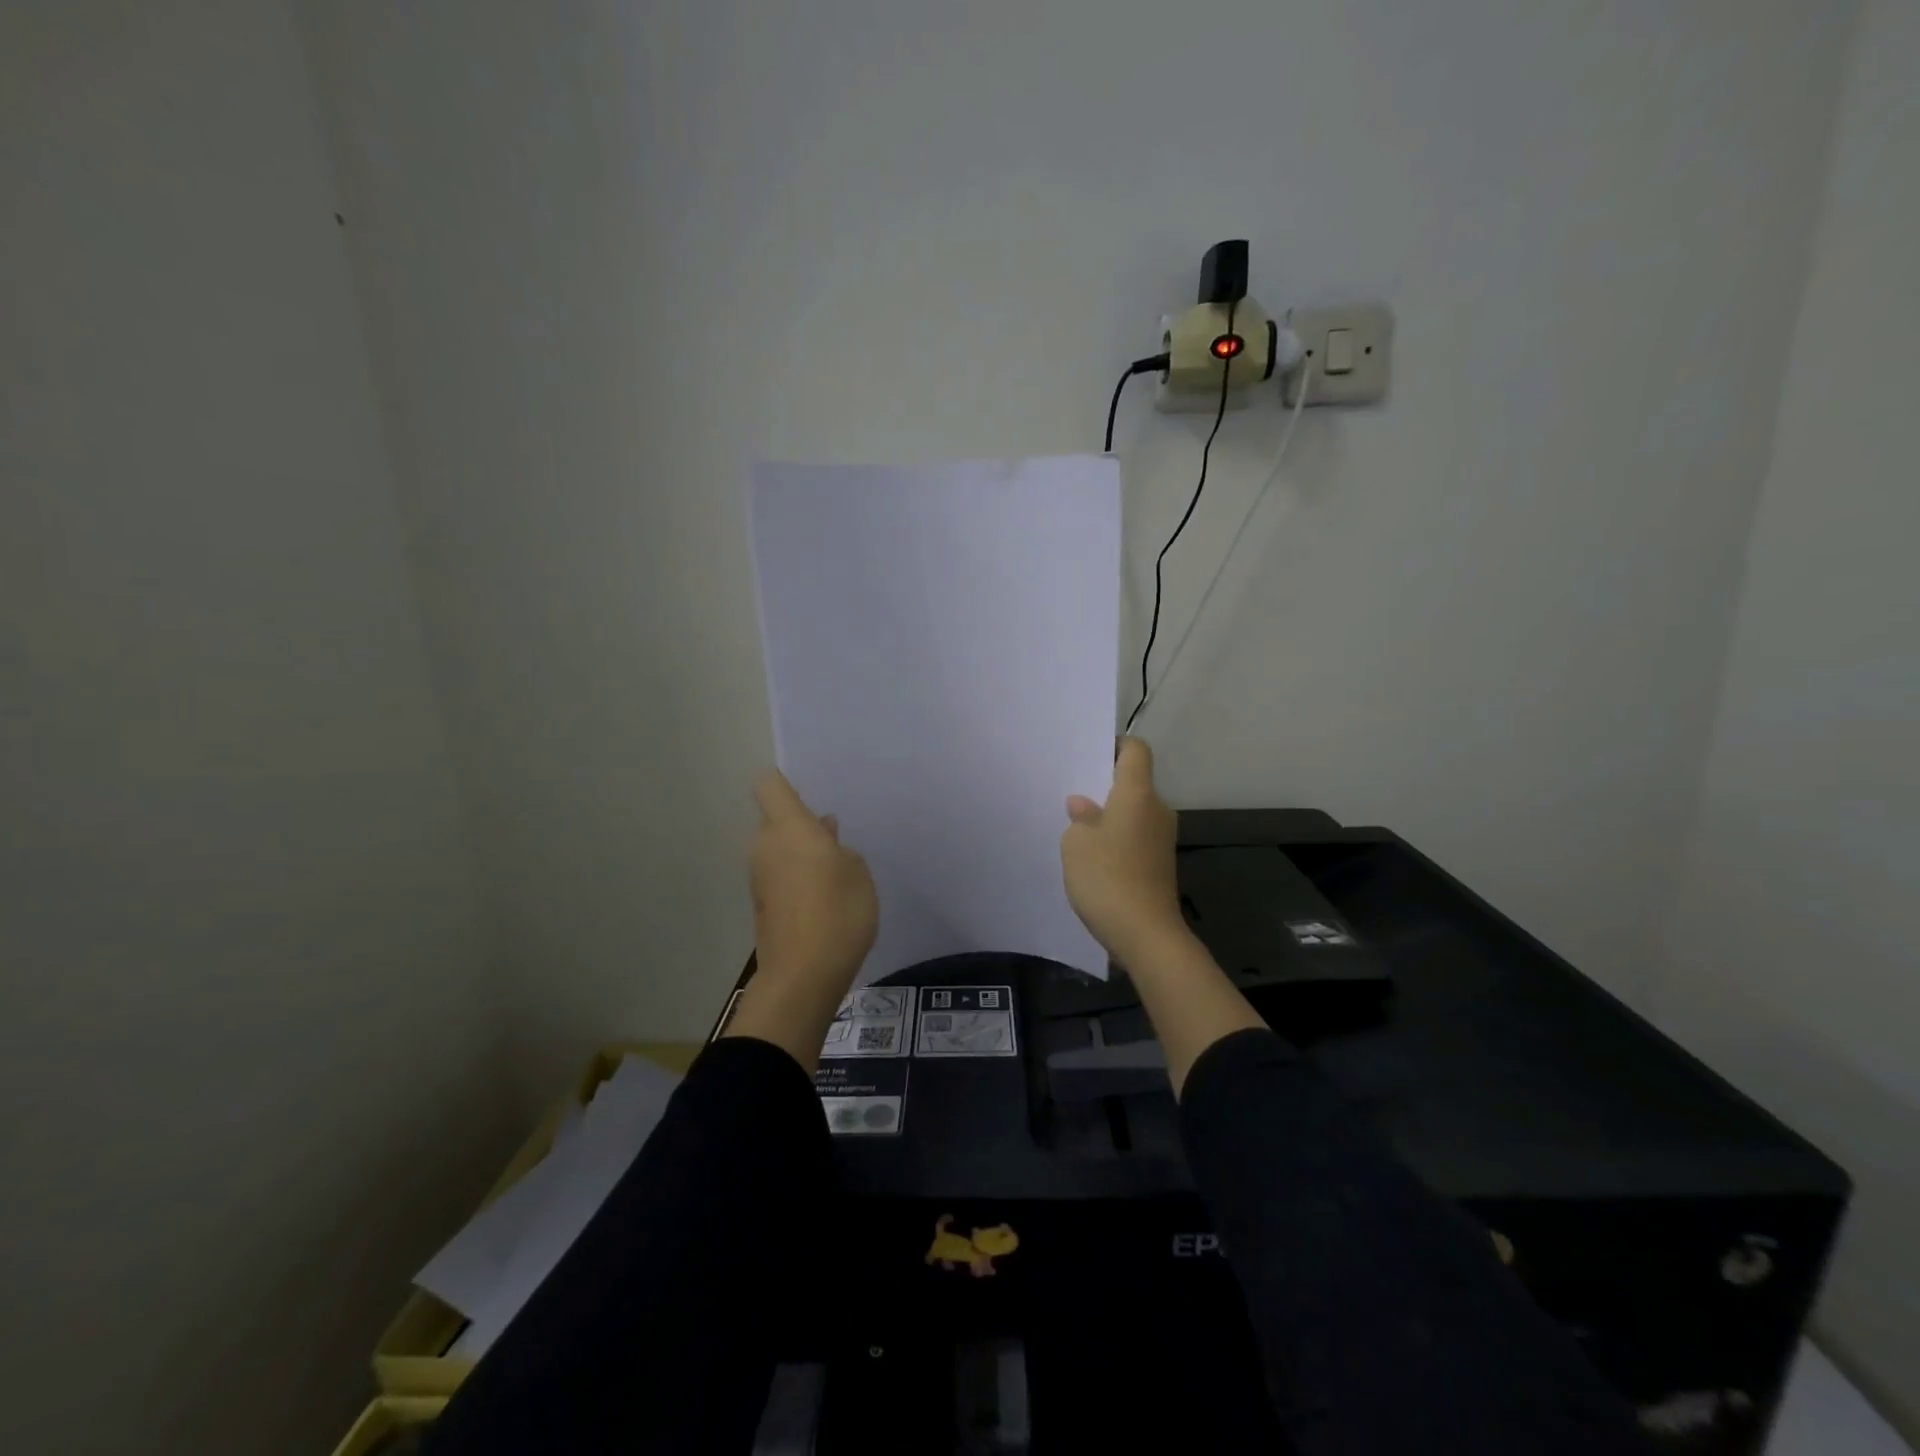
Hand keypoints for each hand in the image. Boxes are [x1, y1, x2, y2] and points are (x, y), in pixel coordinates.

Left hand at [750, 769, 877, 987]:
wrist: (803, 975)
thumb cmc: (838, 911)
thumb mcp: (858, 872)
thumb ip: (840, 847)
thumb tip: (824, 836)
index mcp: (788, 827)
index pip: (770, 785)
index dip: (785, 782)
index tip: (811, 793)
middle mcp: (765, 846)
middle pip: (775, 818)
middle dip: (800, 823)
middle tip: (835, 836)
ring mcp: (759, 876)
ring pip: (778, 848)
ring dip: (800, 852)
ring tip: (836, 868)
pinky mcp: (762, 904)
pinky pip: (779, 874)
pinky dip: (797, 877)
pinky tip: (824, 895)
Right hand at [1060, 737, 1188, 965]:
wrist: (1147, 935)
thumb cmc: (1107, 878)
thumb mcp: (1076, 844)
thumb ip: (1079, 818)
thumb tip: (1084, 807)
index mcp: (1137, 794)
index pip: (1136, 751)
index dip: (1115, 746)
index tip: (1090, 755)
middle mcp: (1156, 810)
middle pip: (1134, 783)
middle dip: (1104, 787)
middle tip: (1072, 794)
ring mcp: (1161, 839)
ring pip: (1133, 814)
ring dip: (1109, 817)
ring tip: (1076, 829)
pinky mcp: (1160, 865)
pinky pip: (1135, 838)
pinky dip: (1117, 840)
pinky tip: (1093, 858)